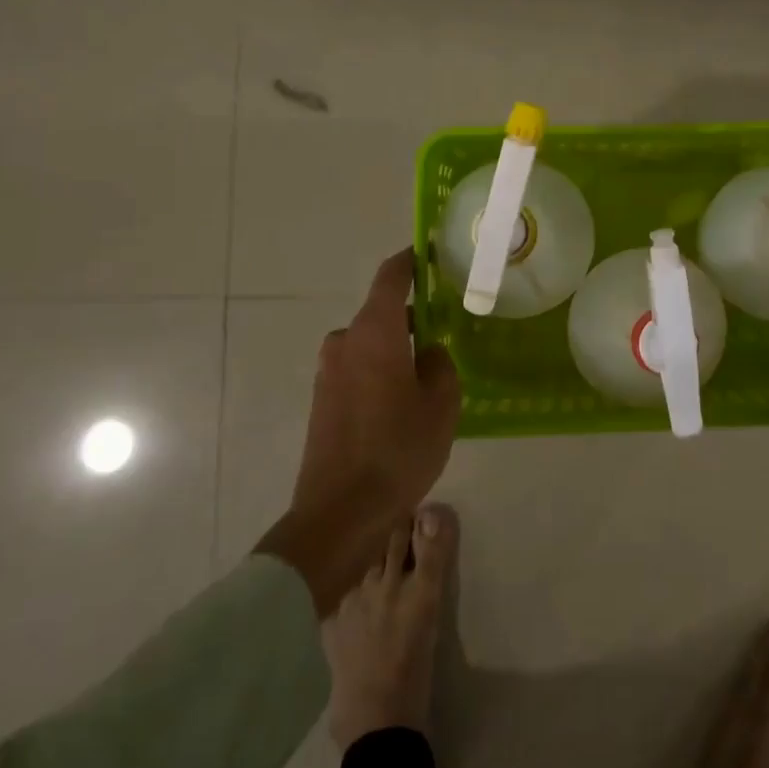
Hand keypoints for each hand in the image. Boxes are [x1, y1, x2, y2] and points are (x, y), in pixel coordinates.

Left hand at [257, 249, 460, 616]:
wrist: (339, 514)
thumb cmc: (398, 449)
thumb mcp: (441, 404)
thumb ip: (440, 364)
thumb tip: (428, 353)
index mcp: (374, 332)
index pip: (391, 276)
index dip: (411, 260)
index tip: (432, 253)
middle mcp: (345, 342)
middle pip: (382, 313)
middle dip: (413, 318)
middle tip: (446, 332)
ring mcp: (328, 372)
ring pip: (371, 344)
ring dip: (396, 349)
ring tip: (428, 375)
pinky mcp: (322, 400)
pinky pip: (358, 368)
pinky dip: (381, 371)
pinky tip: (403, 402)